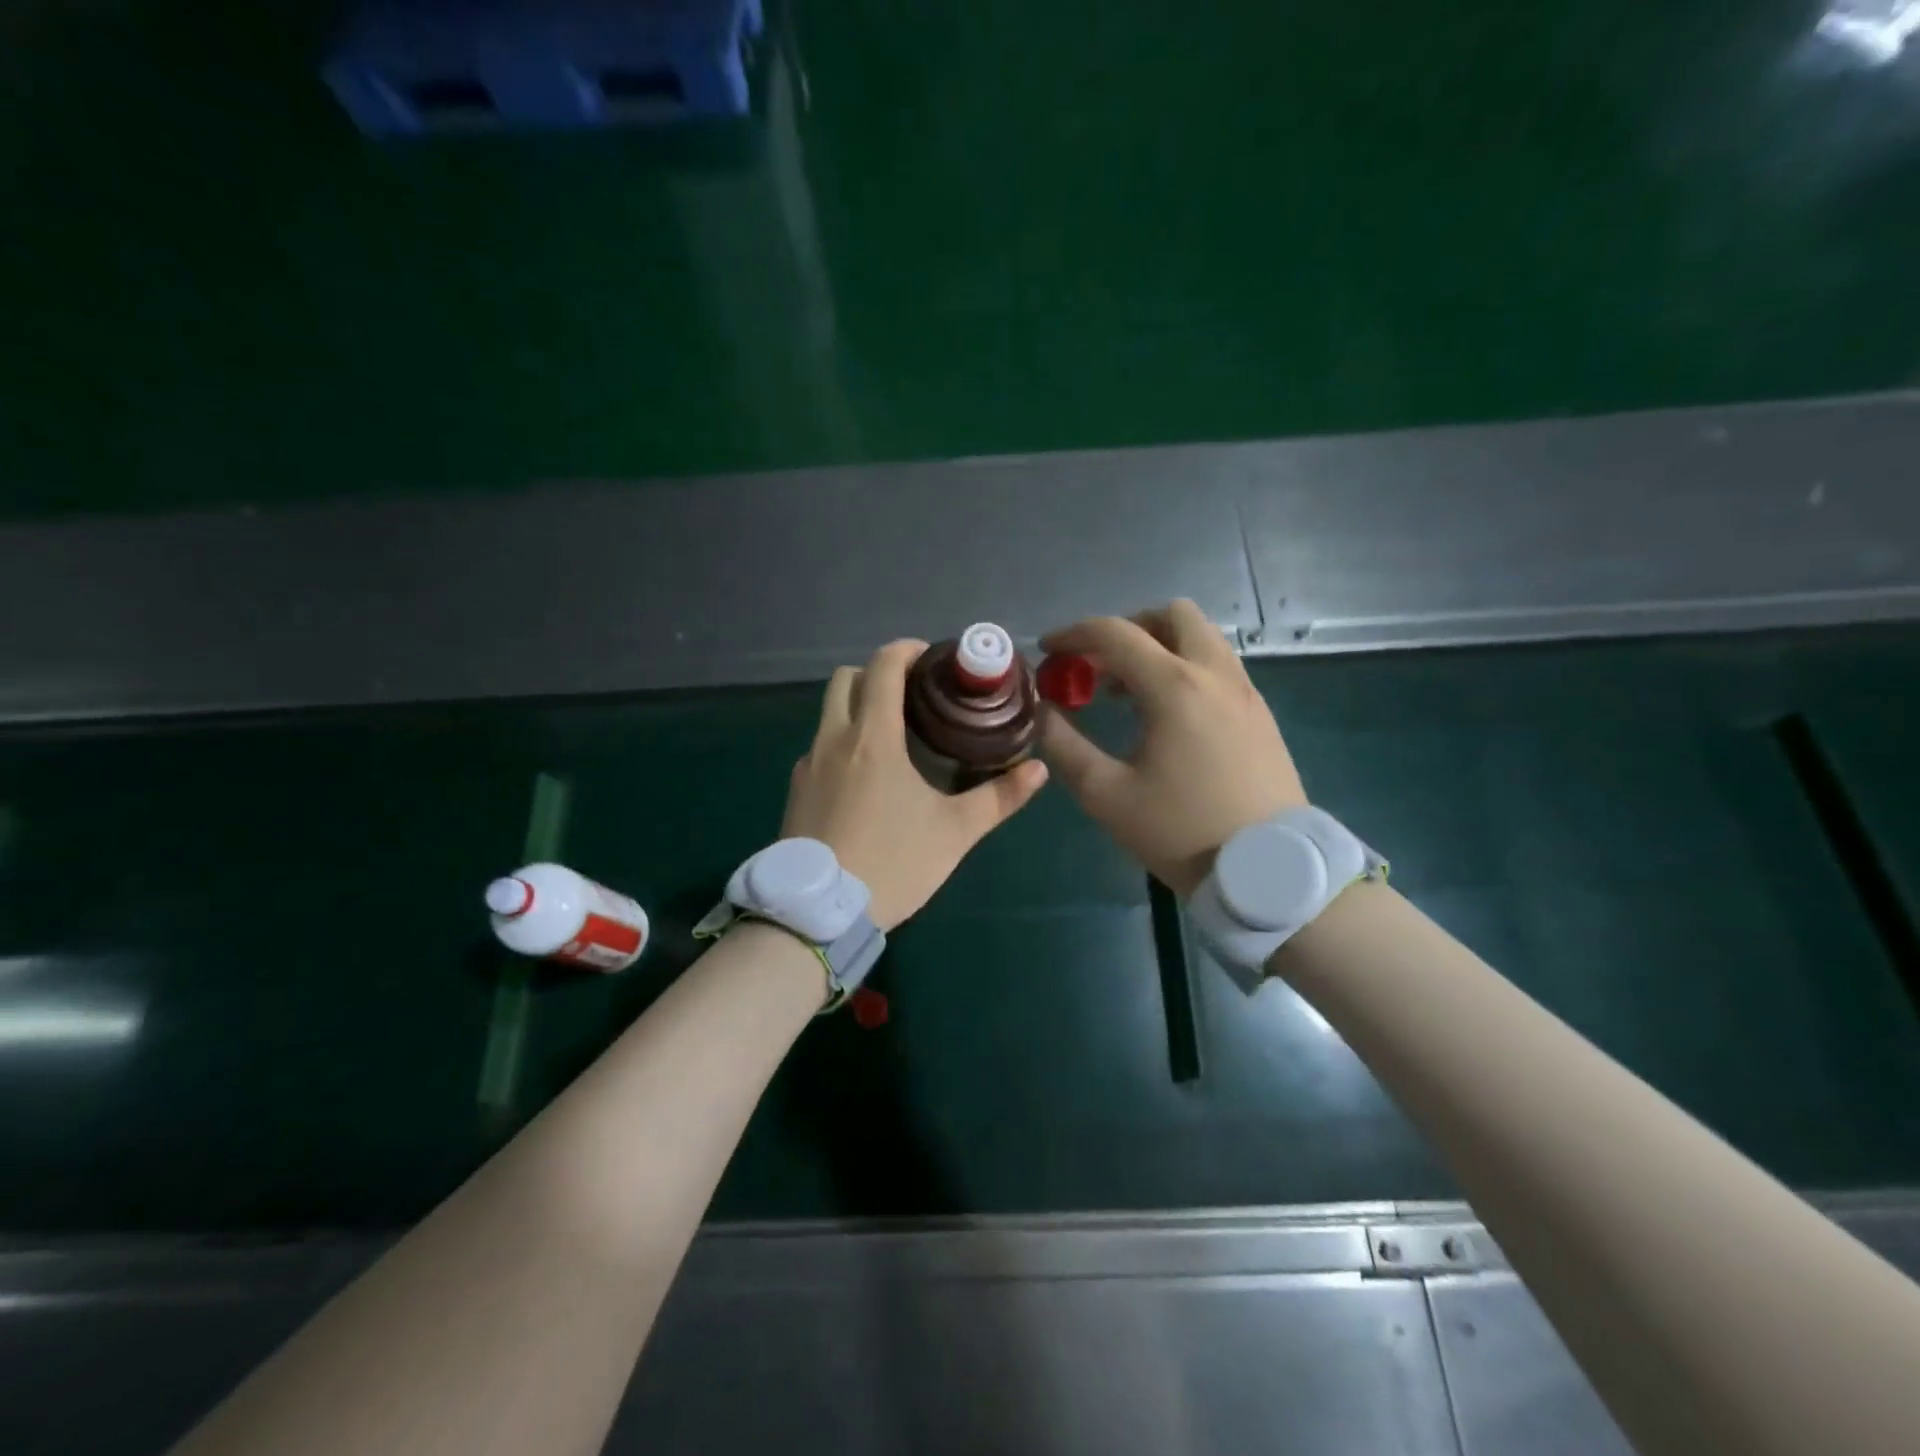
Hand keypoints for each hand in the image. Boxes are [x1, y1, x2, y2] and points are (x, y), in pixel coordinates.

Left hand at [783, 639, 1048, 930]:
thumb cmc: (893, 862)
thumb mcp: (955, 832)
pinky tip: (866, 780)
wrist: (819, 914)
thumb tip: (1037, 770)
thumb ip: (999, 797)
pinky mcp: (795, 792)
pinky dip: (843, 744)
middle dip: (877, 675)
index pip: (881, 666)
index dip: (906, 650)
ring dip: (858, 710)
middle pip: (845, 680)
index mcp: (872, 738)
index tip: (931, 658)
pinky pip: (819, 749)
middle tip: (913, 695)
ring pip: (828, 715)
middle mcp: (832, 740)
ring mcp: (808, 766)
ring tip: (894, 738)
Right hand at [1040, 600, 1305, 897]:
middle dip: (1128, 627)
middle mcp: (1216, 674)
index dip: (1073, 634)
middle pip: (1172, 615)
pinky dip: (1186, 668)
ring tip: (1128, 692)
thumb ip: (1065, 746)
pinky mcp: (1260, 714)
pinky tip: (1167, 715)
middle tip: (1100, 665)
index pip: (1115, 634)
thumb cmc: (1181, 832)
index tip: (1048, 650)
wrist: (1268, 872)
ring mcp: (1245, 692)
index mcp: (1175, 687)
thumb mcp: (1107, 795)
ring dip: (1160, 646)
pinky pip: (1219, 666)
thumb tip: (1043, 711)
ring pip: (1202, 637)